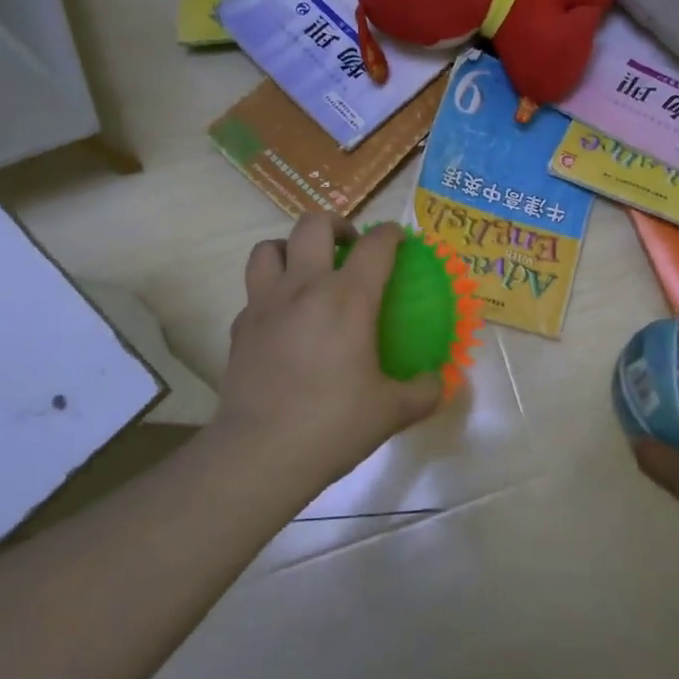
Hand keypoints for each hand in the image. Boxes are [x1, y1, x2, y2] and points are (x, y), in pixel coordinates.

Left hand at [218, 216, 442, 496]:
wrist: (260, 453)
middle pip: (312, 224)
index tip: (399, 240)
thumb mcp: (393, 411)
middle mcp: (304, 287)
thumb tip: (439, 380)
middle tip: (349, 247)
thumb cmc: (333, 424)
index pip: (375, 245)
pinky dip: (270, 292)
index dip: (391, 234)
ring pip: (269, 248)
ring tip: (307, 269)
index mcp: (348, 298)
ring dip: (290, 248)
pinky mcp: (240, 327)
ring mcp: (265, 304)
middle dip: (336, 225)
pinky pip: (254, 291)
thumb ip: (425, 390)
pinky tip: (283, 318)